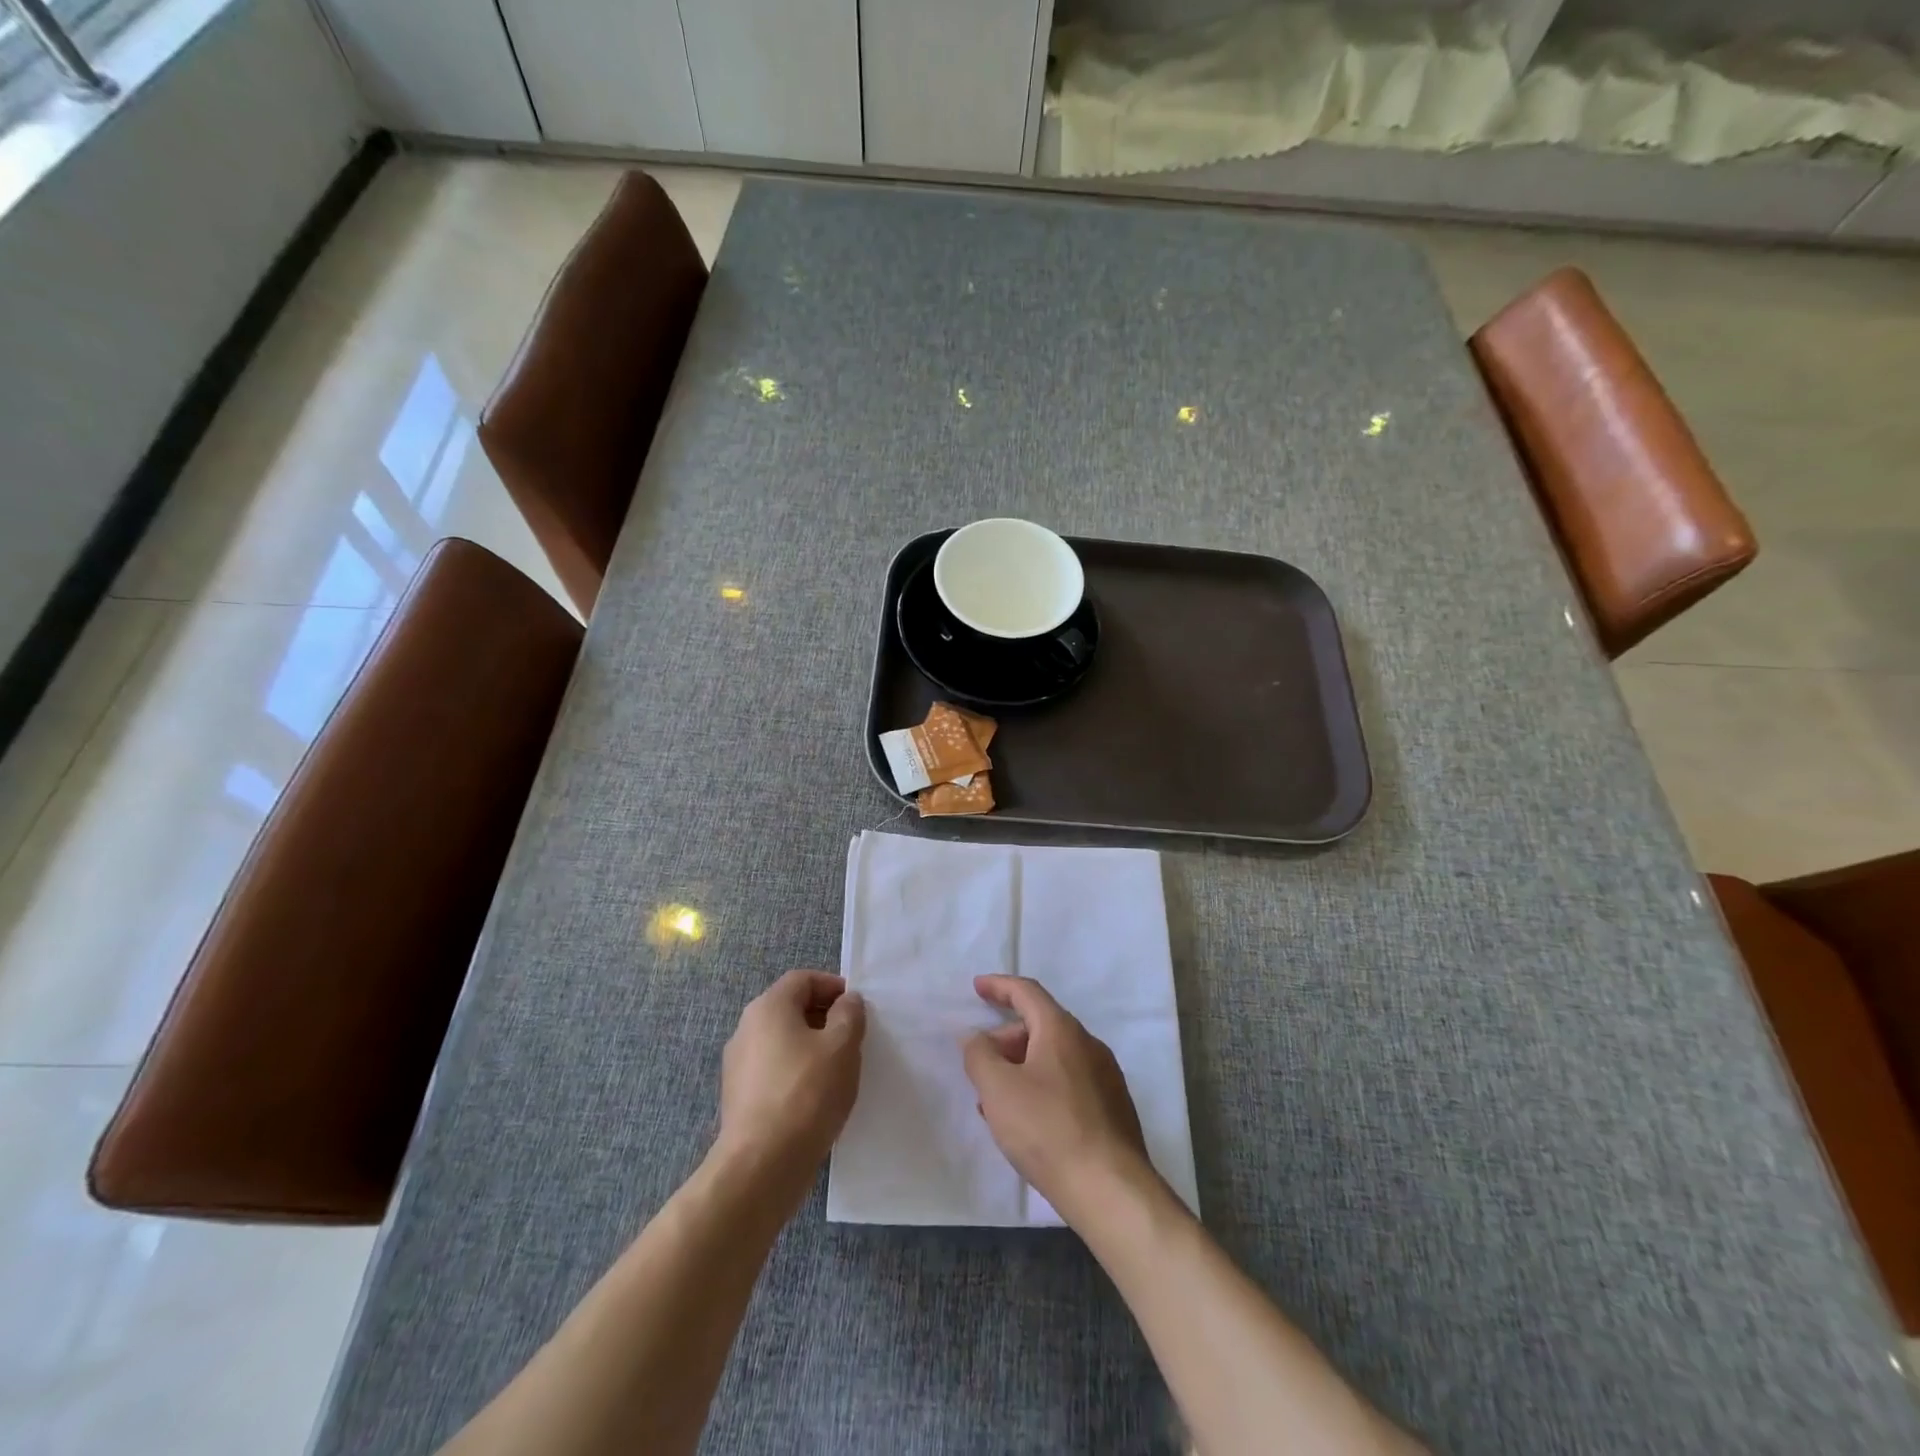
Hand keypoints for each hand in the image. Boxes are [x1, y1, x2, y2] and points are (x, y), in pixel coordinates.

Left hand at [717, 971, 865, 1181]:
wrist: (762, 1165)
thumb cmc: (807, 1093)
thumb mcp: (842, 1046)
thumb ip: (849, 1014)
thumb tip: (846, 1002)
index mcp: (768, 1007)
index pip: (803, 979)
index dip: (833, 986)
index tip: (857, 1008)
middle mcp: (746, 1028)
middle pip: (790, 1008)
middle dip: (824, 1017)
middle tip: (853, 1038)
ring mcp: (738, 1065)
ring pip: (782, 1041)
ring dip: (811, 1046)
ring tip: (838, 1070)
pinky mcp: (738, 1097)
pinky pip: (773, 1070)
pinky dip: (796, 1072)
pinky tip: (816, 1097)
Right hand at [961, 975, 1149, 1218]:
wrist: (1110, 1189)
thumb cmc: (1047, 1130)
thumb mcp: (998, 1090)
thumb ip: (979, 1056)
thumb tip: (975, 1037)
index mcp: (1061, 1030)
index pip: (1027, 992)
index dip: (999, 986)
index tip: (977, 987)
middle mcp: (1088, 1044)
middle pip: (1040, 1026)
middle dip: (1005, 1039)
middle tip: (980, 1067)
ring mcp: (1105, 1076)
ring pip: (1053, 1058)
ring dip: (1021, 1068)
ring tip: (996, 1102)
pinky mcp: (1112, 1108)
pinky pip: (1069, 1082)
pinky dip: (1042, 1087)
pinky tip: (1028, 1122)